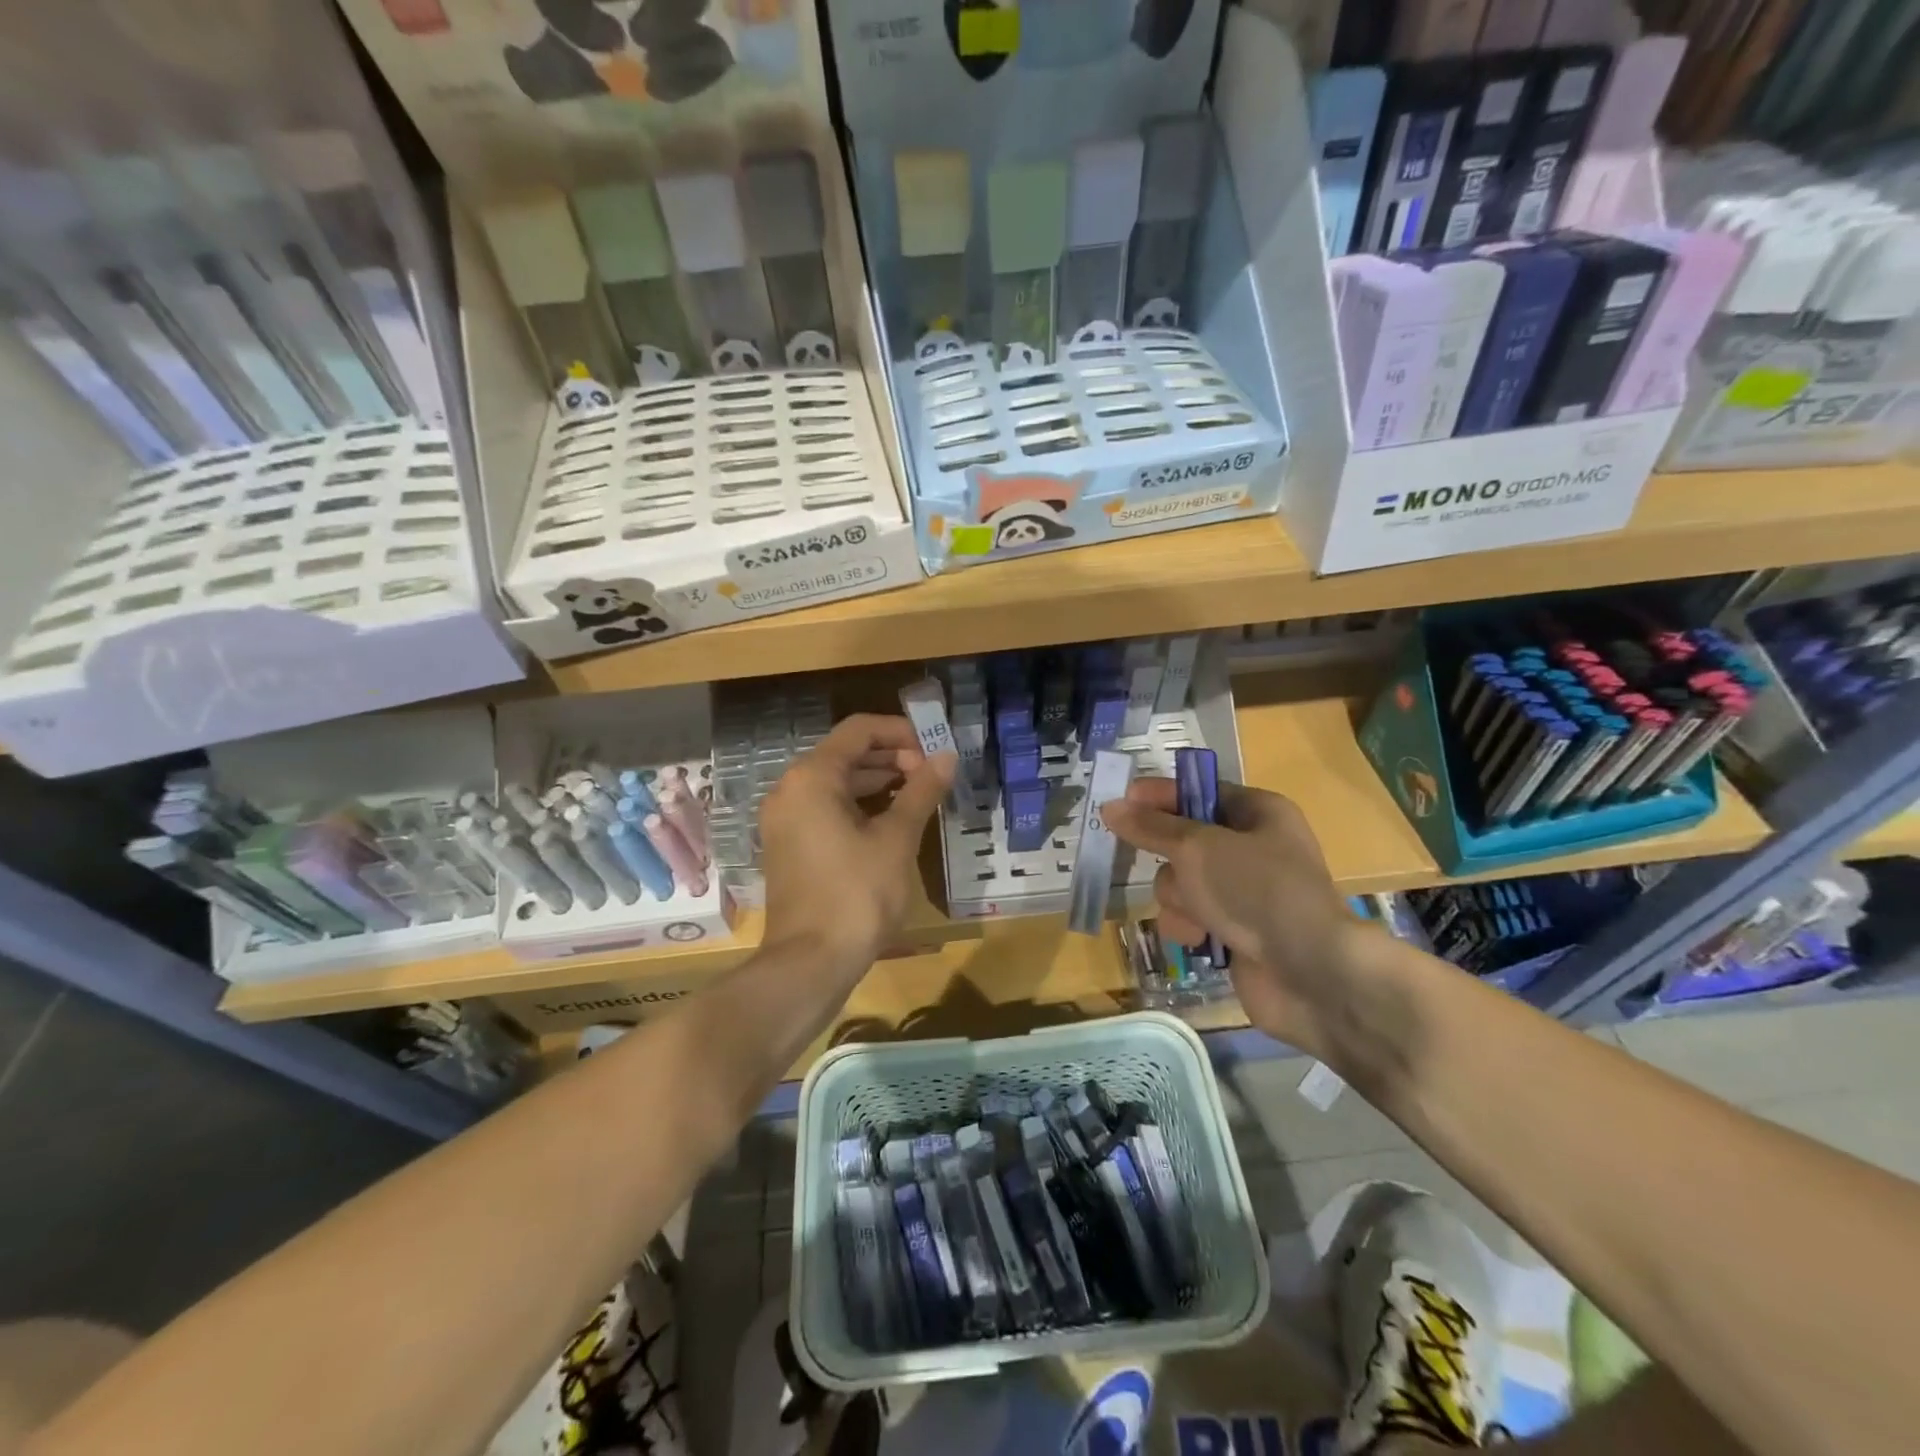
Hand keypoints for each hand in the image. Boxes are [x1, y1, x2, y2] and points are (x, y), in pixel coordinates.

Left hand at [759, 714, 956, 978]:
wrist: (810, 963)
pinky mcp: (789, 846)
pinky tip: (891, 822)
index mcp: (812, 777)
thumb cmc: (857, 894)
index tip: (934, 749)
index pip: (859, 730)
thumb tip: (946, 757)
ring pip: (836, 783)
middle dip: (891, 757)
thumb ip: (921, 791)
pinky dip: (858, 807)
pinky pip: (826, 809)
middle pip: (845, 754)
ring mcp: (785, 820)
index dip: (901, 732)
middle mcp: (790, 790)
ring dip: (877, 782)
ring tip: (919, 794)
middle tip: (931, 774)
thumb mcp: (896, 839)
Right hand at [1102, 779, 1377, 1056]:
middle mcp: (1253, 848)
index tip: (1122, 803)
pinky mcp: (1234, 931)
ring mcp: (1243, 893)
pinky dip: (1188, 926)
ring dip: (1178, 898)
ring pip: (1181, 882)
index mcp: (1259, 813)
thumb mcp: (1197, 848)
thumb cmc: (1257, 891)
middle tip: (1164, 864)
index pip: (1200, 792)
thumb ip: (1151, 828)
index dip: (1161, 795)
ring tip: (1195, 914)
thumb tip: (1111, 807)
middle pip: (1184, 841)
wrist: (1309, 973)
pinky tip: (1198, 939)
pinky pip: (1190, 917)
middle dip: (1171, 860)